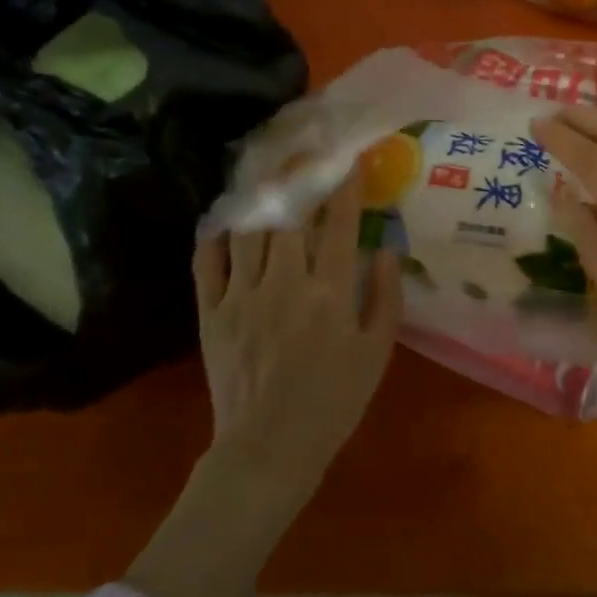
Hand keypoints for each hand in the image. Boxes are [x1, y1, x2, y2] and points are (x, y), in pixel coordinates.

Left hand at [194, 177, 402, 494]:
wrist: (268, 449)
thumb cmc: (334, 402)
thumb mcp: (377, 353)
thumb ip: (385, 297)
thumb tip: (388, 248)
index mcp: (330, 294)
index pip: (341, 225)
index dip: (347, 187)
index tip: (351, 159)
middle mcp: (285, 283)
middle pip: (290, 215)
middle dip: (299, 175)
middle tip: (304, 148)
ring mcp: (242, 295)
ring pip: (250, 229)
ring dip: (259, 195)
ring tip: (265, 168)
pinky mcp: (211, 312)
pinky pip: (208, 261)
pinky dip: (216, 234)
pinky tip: (225, 218)